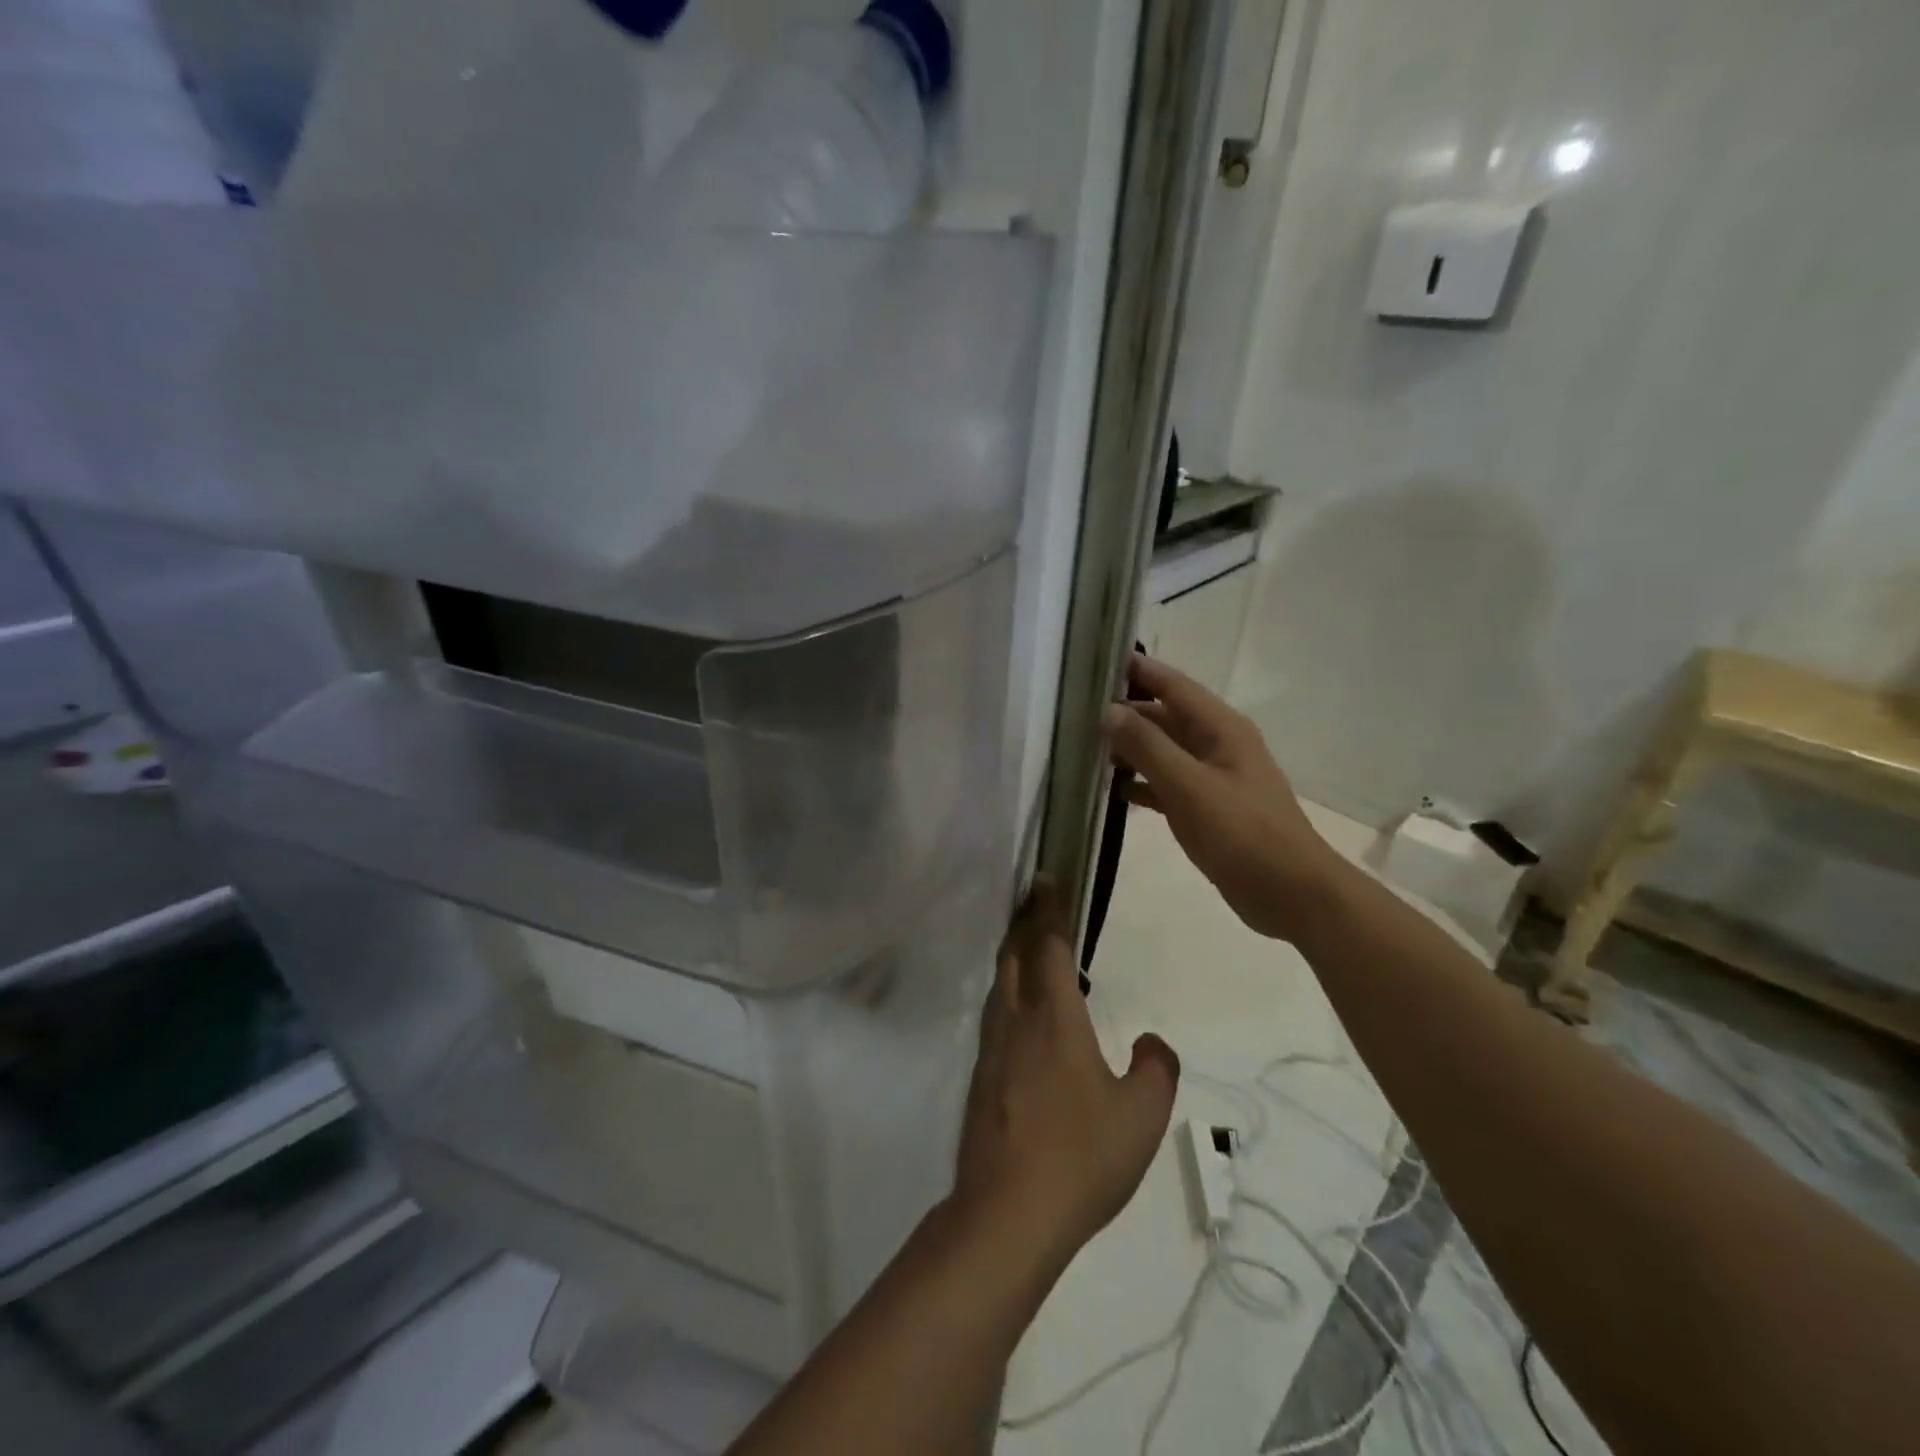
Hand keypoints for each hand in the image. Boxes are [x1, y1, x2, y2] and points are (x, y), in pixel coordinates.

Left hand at [953, 882, 1178, 1271]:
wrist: (1007, 1212)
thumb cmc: (1081, 1157)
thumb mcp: (1141, 1117)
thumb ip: (1155, 1070)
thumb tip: (1152, 1042)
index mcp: (1054, 1017)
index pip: (1050, 946)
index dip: (1050, 910)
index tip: (1048, 879)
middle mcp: (1016, 1020)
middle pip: (1014, 955)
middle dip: (1024, 922)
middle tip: (1035, 900)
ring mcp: (991, 1049)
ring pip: (999, 984)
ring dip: (1012, 955)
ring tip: (1026, 946)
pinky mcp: (979, 1077)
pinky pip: (994, 1016)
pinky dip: (1006, 993)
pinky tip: (1019, 1014)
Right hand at [1103, 653, 1346, 943]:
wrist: (1290, 893)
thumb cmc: (1242, 832)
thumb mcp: (1189, 786)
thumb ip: (1147, 747)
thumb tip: (1108, 710)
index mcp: (1220, 728)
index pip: (1172, 684)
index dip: (1136, 669)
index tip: (1094, 661)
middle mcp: (1216, 744)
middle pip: (1164, 717)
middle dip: (1125, 712)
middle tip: (1075, 712)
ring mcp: (1212, 777)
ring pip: (1163, 751)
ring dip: (1129, 749)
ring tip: (1083, 749)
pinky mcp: (1207, 808)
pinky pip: (1166, 783)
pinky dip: (1141, 783)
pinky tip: (1110, 790)